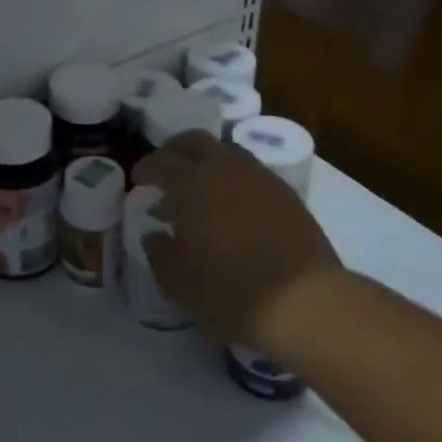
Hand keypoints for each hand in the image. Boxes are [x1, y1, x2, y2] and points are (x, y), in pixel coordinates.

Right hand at [133, 132, 344, 353]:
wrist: (303, 300)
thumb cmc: (229, 291)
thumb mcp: (177, 282)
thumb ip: (159, 252)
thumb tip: (154, 234)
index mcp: (190, 184)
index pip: (160, 161)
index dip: (145, 167)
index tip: (139, 179)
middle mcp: (224, 168)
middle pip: (194, 141)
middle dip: (176, 150)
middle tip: (167, 170)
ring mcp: (259, 177)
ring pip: (227, 153)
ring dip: (208, 162)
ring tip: (202, 188)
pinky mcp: (287, 193)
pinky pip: (252, 173)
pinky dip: (235, 180)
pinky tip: (235, 206)